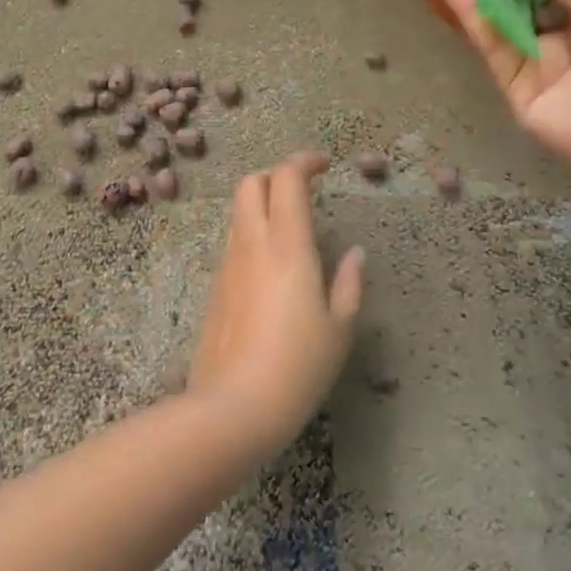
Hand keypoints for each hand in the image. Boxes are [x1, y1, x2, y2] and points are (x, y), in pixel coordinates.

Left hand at [185, 152, 364, 458]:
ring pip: (239, 214)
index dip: (304, 161)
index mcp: (287, 245)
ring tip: (293, 231)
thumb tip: (355, 253)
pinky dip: (253, 236)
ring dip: (263, 205)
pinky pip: (234, 245)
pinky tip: (273, 271)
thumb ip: (349, 283)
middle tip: (303, 191)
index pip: (286, 178)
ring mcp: (228, 266)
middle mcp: (252, 245)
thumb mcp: (339, 328)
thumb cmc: (297, 367)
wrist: (231, 409)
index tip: (324, 165)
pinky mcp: (215, 289)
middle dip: (276, 175)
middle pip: (251, 183)